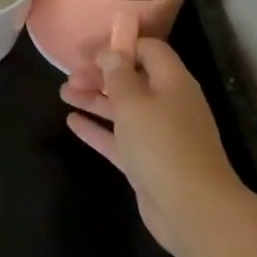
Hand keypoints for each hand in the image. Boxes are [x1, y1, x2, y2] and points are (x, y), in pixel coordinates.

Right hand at [61, 38, 244, 256]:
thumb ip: (118, 75)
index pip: (149, 50)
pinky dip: (97, 129)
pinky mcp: (148, 162)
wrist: (193, 210)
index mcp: (172, 82)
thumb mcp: (134, 103)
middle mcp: (168, 104)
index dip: (120, 46)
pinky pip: (119, 138)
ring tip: (63, 93)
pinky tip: (72, 122)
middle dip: (101, 75)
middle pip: (132, 79)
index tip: (90, 52)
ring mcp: (159, 135)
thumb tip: (112, 53)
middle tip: (70, 76)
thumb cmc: (162, 145)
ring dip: (94, 99)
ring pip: (123, 109)